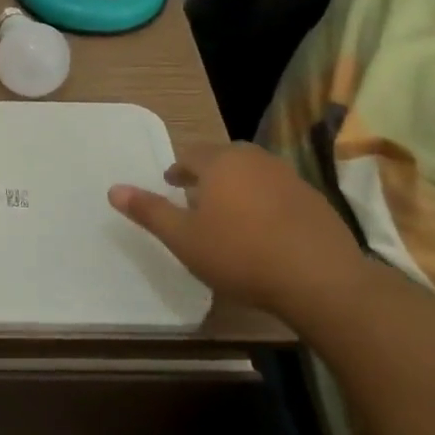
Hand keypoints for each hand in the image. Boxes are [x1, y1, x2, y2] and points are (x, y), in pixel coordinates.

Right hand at [109, 142, 365, 315]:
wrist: (320, 279)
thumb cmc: (240, 255)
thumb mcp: (183, 238)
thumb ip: (149, 211)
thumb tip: (113, 189)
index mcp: (220, 163)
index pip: (190, 155)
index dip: (177, 170)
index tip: (171, 186)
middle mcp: (255, 160)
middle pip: (224, 158)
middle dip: (207, 174)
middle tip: (196, 197)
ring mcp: (289, 177)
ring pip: (253, 173)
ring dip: (238, 186)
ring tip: (229, 213)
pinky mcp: (315, 199)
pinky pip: (279, 192)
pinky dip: (265, 202)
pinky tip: (264, 229)